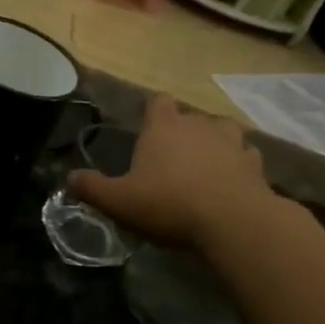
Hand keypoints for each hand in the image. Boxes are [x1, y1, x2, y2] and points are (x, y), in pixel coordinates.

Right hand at [68, 94, 275, 248]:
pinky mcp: (255, 164)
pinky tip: (230, 182)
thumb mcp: (118, 201)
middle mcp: (199, 125)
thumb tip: (69, 179)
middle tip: (169, 160)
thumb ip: (91, 188)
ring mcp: (232, 142)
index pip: (158, 101)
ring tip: (204, 166)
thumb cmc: (169, 204)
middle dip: (180, 132)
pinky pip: (245, 157)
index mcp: (164, 127)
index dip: (152, 111)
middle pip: (189, 117)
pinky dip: (237, 166)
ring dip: (214, 144)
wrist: (233, 222)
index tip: (147, 128)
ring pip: (222, 131)